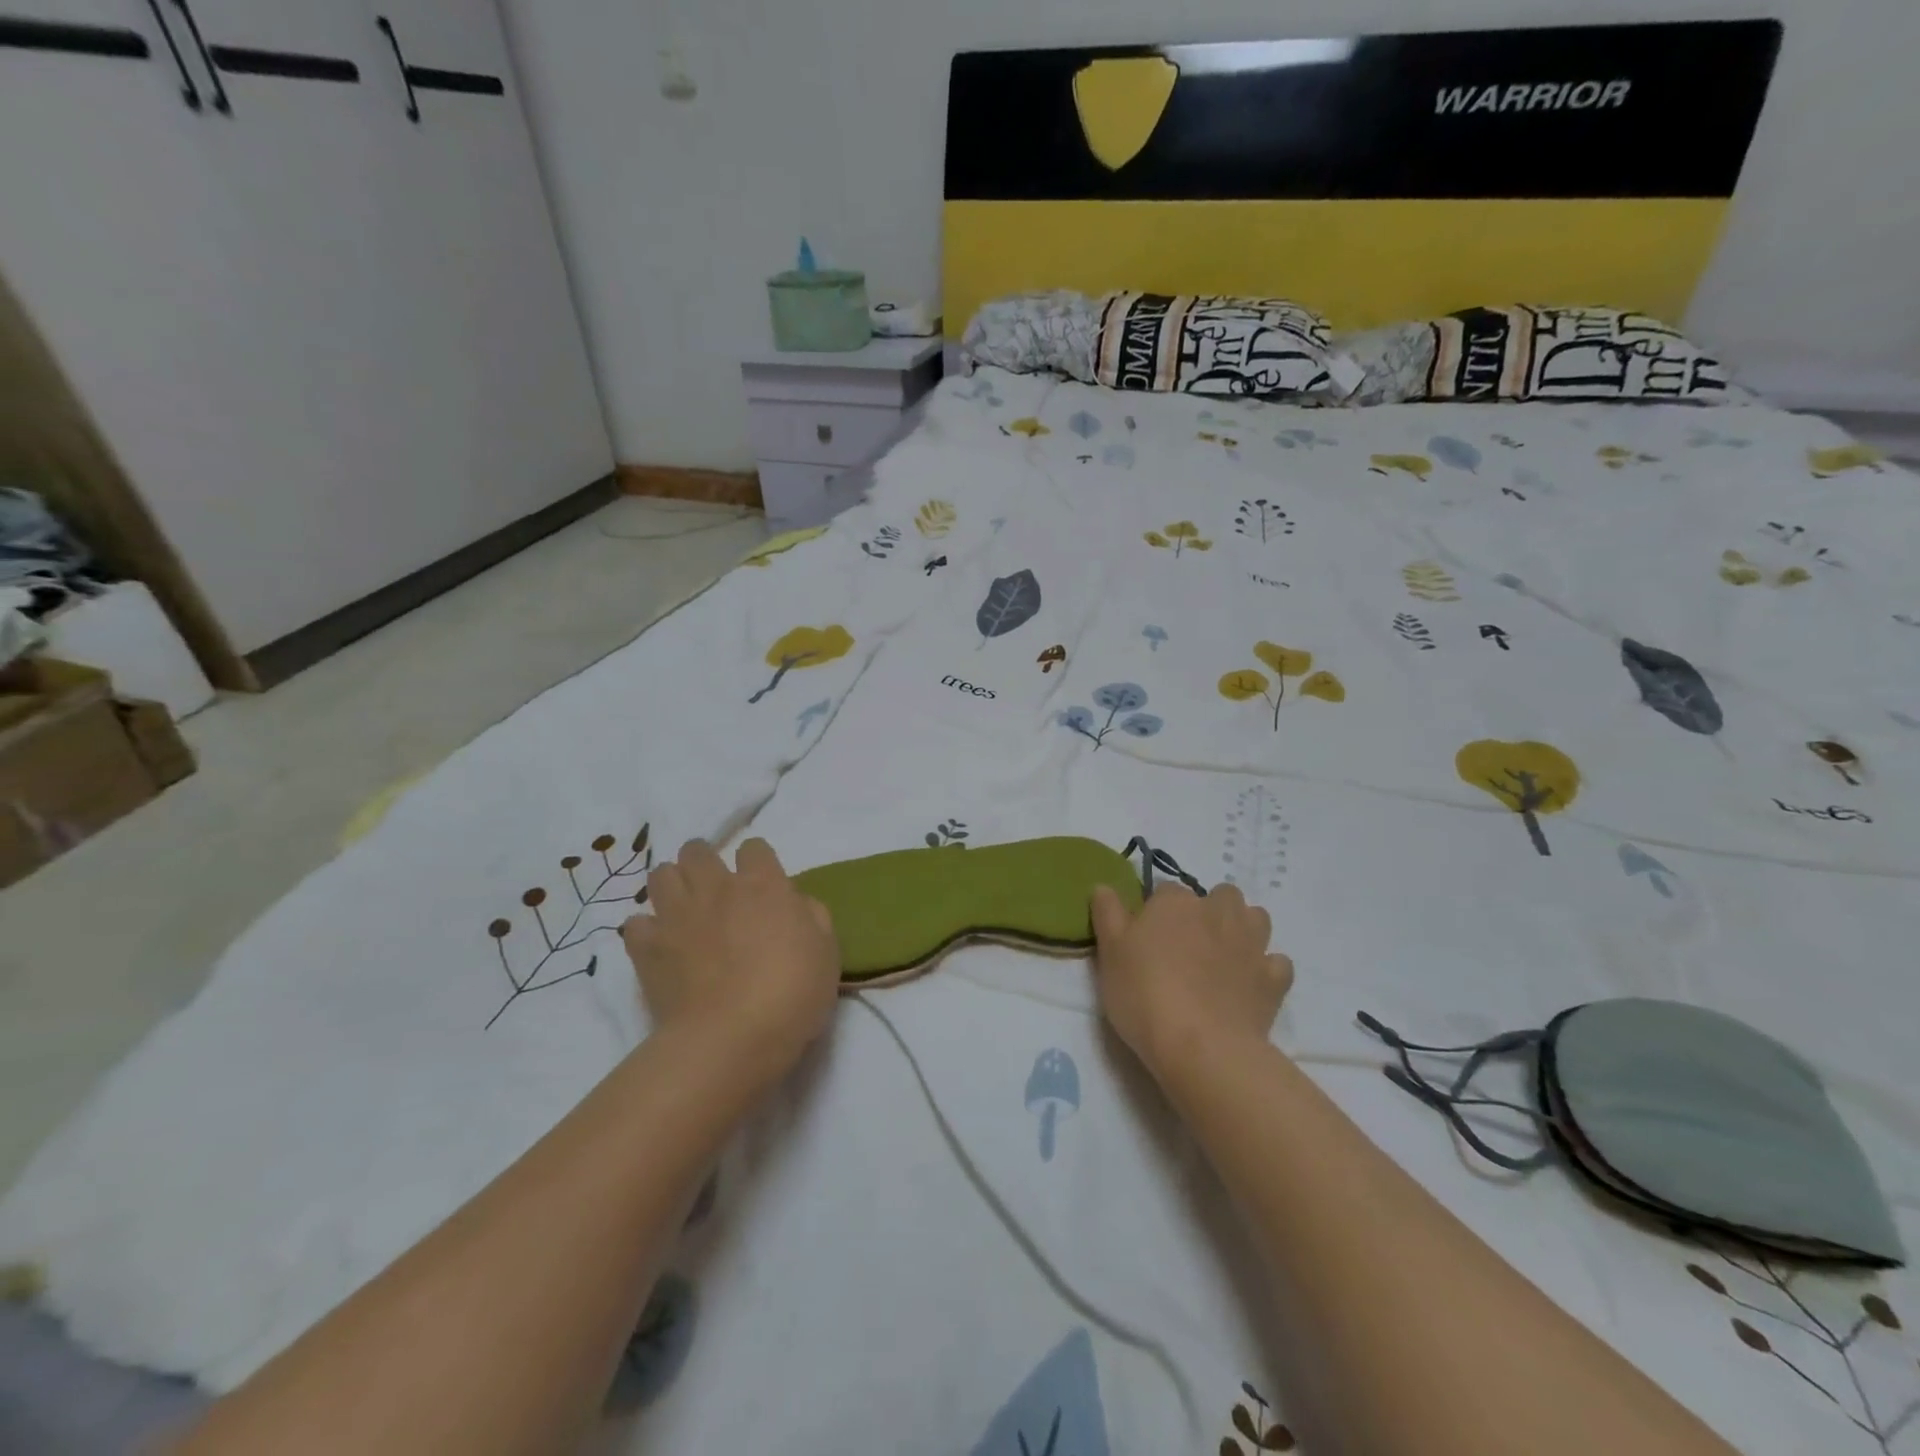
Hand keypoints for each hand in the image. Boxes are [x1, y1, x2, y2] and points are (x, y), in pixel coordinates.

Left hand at [621, 838, 839, 1077]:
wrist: (732, 1039)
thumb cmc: (791, 994)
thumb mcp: (827, 951)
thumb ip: (812, 916)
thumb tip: (794, 903)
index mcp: (763, 885)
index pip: (754, 848)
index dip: (757, 861)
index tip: (762, 883)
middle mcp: (716, 889)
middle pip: (697, 850)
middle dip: (705, 862)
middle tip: (716, 890)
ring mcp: (677, 915)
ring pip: (661, 874)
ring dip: (673, 885)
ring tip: (685, 910)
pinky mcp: (647, 948)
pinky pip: (636, 923)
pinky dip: (647, 929)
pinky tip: (660, 945)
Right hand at [1089, 882, 1292, 1082]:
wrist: (1201, 1048)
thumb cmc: (1144, 995)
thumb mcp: (1109, 953)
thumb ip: (1107, 913)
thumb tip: (1104, 886)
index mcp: (1175, 903)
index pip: (1165, 891)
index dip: (1156, 912)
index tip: (1146, 938)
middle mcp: (1217, 912)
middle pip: (1220, 895)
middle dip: (1210, 910)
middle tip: (1188, 944)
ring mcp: (1251, 944)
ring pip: (1255, 918)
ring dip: (1243, 929)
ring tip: (1223, 956)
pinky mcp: (1274, 979)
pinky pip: (1276, 962)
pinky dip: (1265, 969)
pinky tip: (1250, 985)